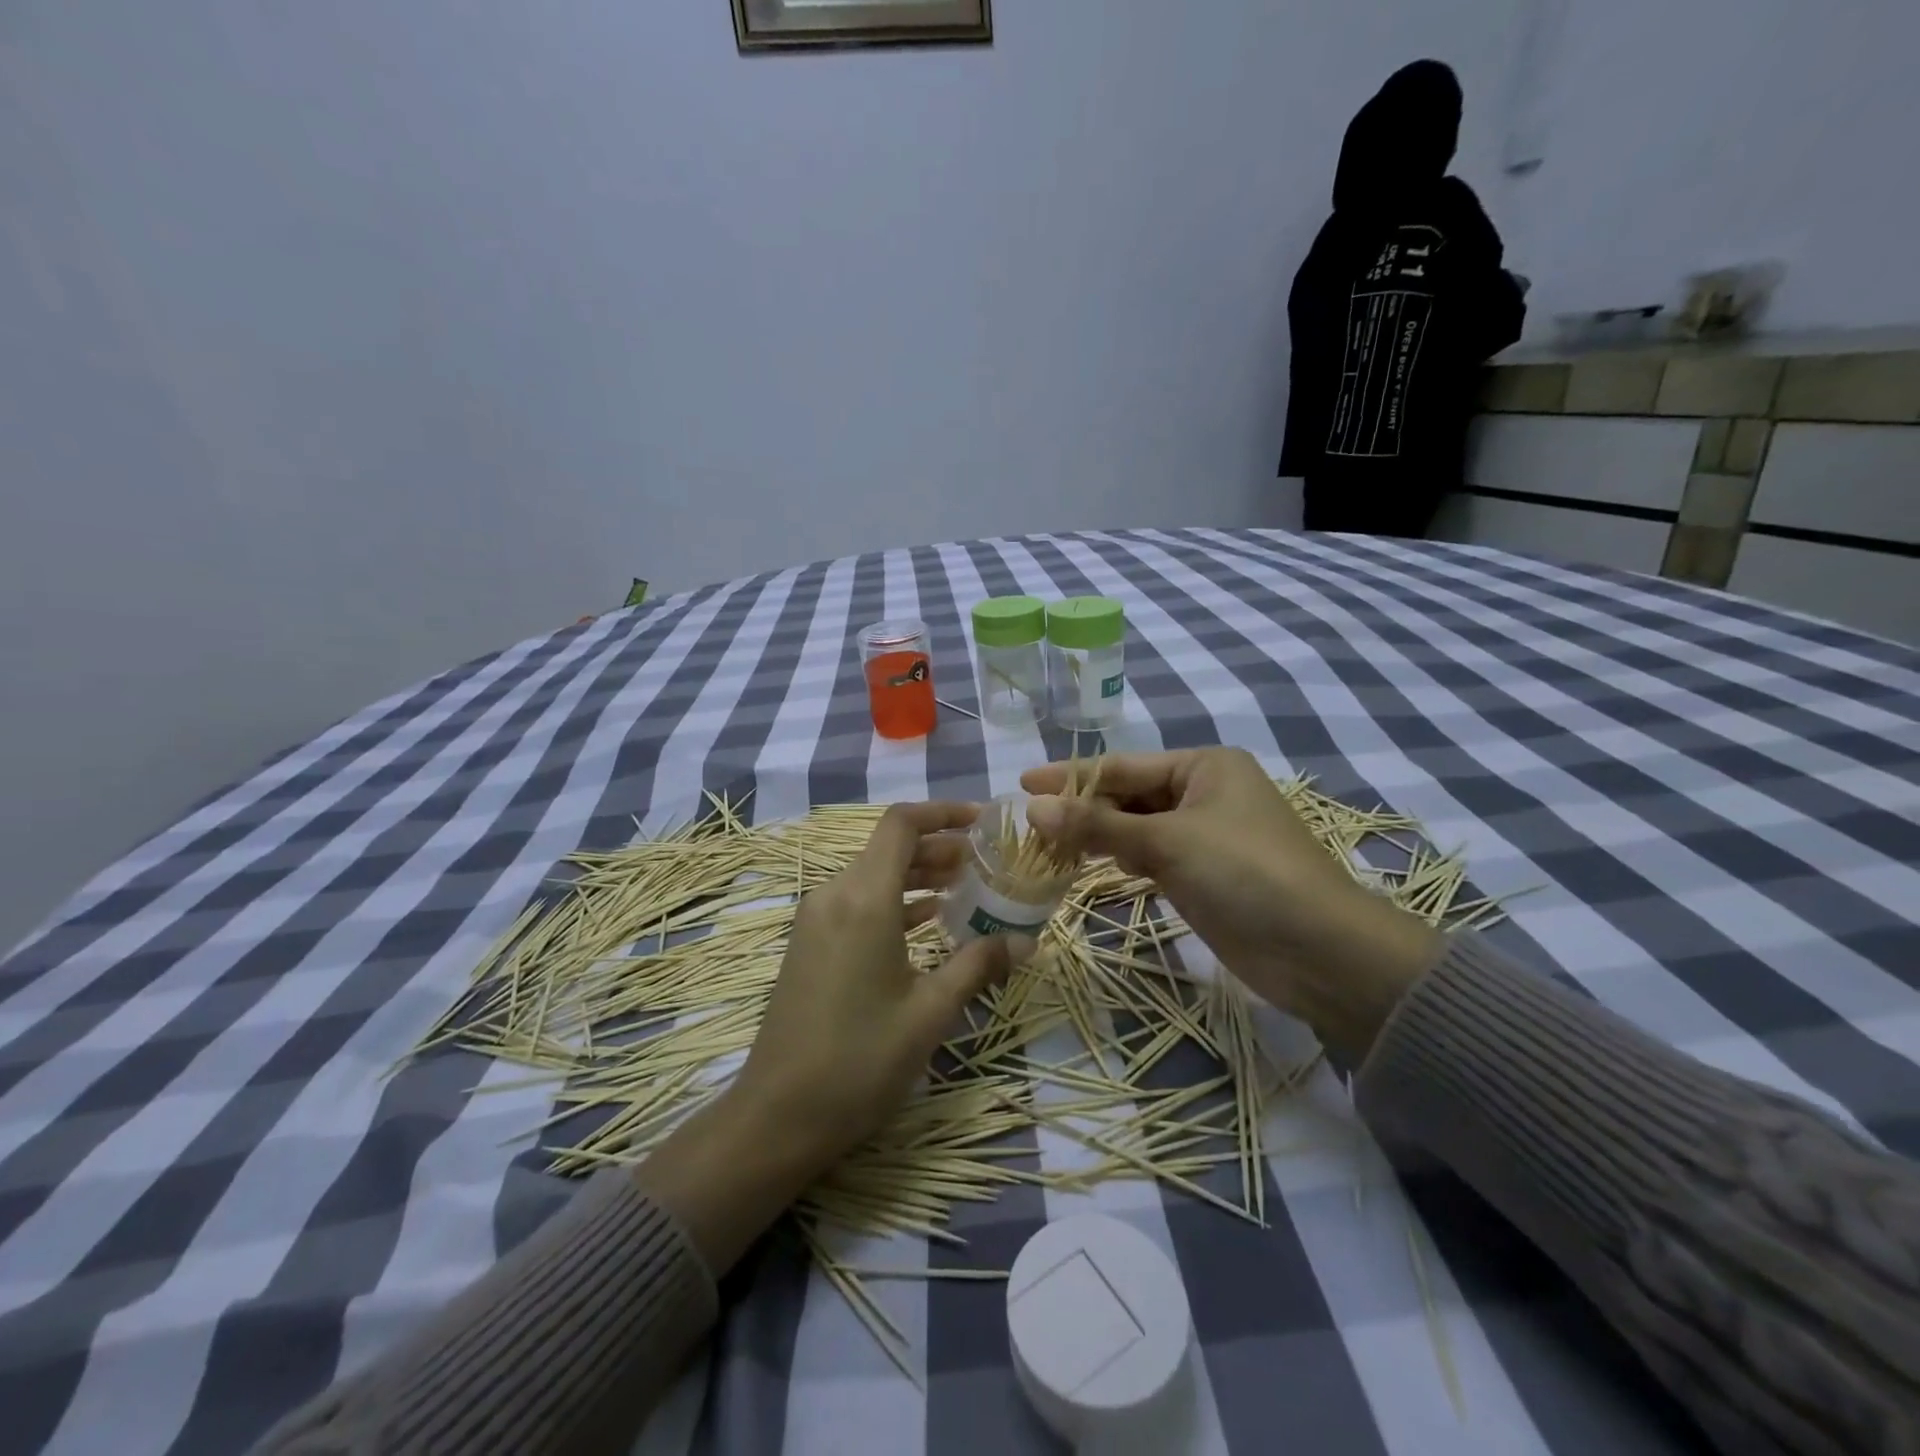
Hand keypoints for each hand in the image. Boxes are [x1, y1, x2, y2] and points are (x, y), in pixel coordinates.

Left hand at [732, 800, 1023, 1165]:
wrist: (777, 1114)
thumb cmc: (860, 1059)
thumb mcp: (929, 1012)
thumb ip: (978, 965)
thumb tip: (1025, 941)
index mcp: (864, 898)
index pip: (901, 824)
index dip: (943, 812)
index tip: (983, 820)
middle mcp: (835, 894)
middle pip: (889, 847)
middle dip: (939, 846)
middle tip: (985, 861)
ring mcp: (817, 918)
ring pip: (874, 874)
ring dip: (918, 874)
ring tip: (966, 887)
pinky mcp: (810, 942)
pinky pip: (858, 901)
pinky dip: (895, 900)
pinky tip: (928, 920)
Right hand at [1023, 749, 1438, 1060]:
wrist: (1320, 952)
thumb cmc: (1246, 874)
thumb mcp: (1168, 842)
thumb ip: (1098, 826)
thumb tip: (1033, 810)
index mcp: (1203, 766)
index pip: (1122, 767)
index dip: (1071, 776)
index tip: (1022, 785)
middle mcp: (1203, 793)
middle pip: (1127, 796)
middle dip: (1082, 810)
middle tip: (1029, 826)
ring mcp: (1203, 836)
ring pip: (1135, 829)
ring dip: (1097, 837)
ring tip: (1048, 848)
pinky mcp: (1201, 875)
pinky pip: (1148, 857)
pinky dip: (1120, 860)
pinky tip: (1091, 867)